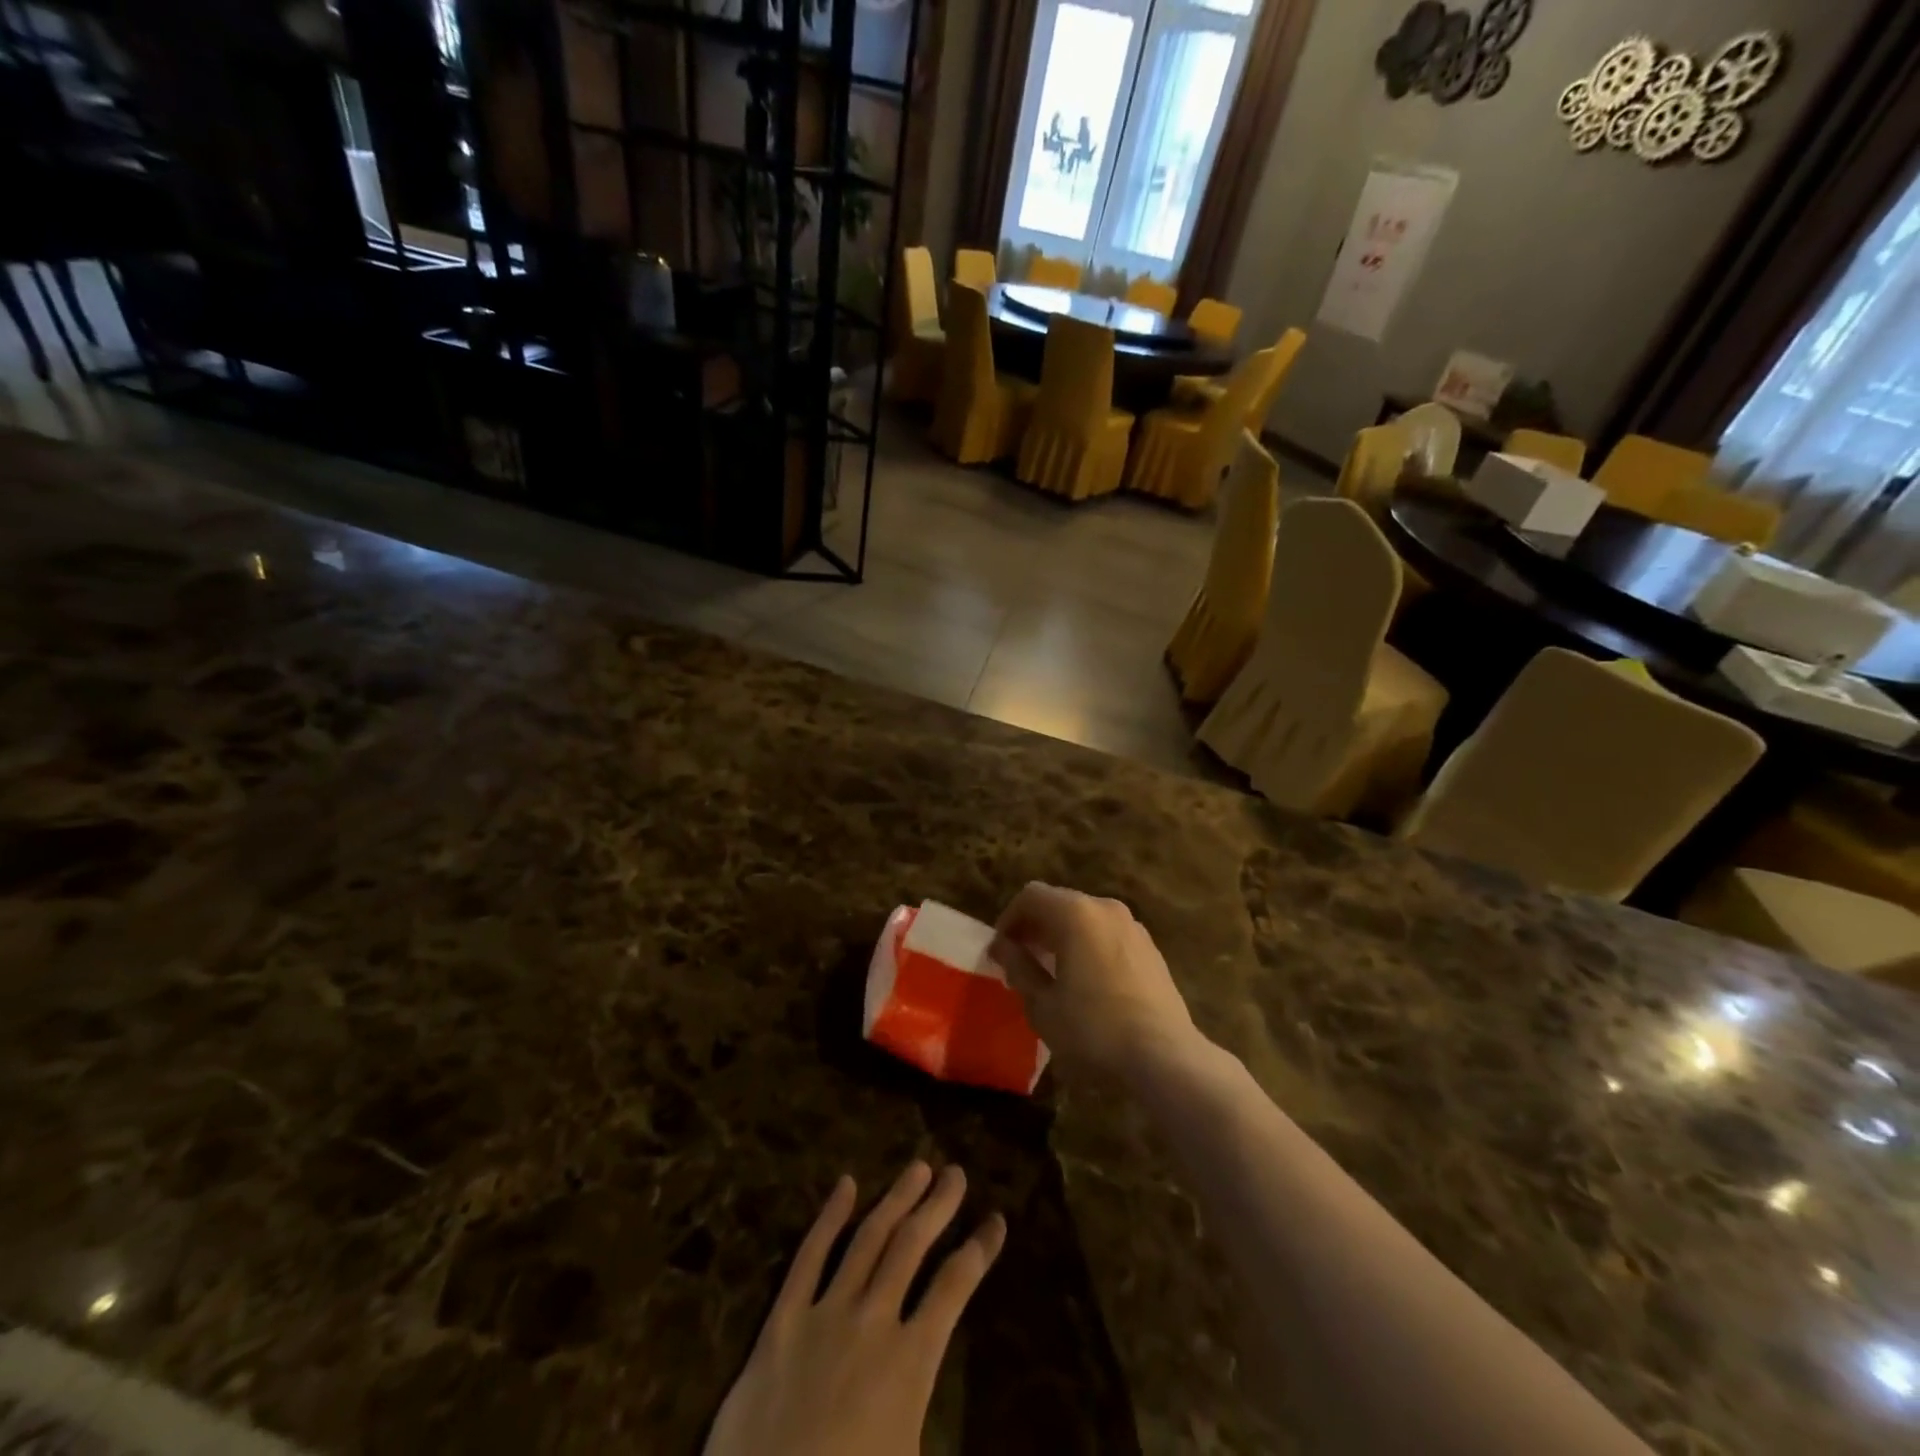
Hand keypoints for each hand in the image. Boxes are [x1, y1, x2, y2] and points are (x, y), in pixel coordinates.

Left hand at [704, 1161, 1005, 1455]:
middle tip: (956, 1172)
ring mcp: (825, 1313)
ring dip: (897, 1198)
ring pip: (869, 1237)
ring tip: (918, 1167)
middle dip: (938, 1205)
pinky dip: (830, 1216)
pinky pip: (809, 1256)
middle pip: (912, 1245)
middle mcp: (873, 1321)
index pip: (955, 1287)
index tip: (996, 1220)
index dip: (979, 1250)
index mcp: (911, 1362)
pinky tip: (846, 1184)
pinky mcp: (782, 1319)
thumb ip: (936, 1417)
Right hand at [990, 882, 1200, 1079]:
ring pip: (1086, 918)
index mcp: (1076, 914)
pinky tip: (1086, 982)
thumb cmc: (1094, 1030)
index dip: (1009, 919)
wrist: (1165, 1058)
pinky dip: (1088, 945)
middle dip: (1035, 927)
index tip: (1001, 951)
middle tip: (1020, 961)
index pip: (1031, 896)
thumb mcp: (1043, 1005)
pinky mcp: (1150, 949)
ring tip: (1051, 972)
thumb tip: (1003, 946)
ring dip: (1062, 936)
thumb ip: (1019, 967)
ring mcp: (1133, 927)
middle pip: (1060, 903)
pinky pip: (1108, 935)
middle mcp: (1106, 908)